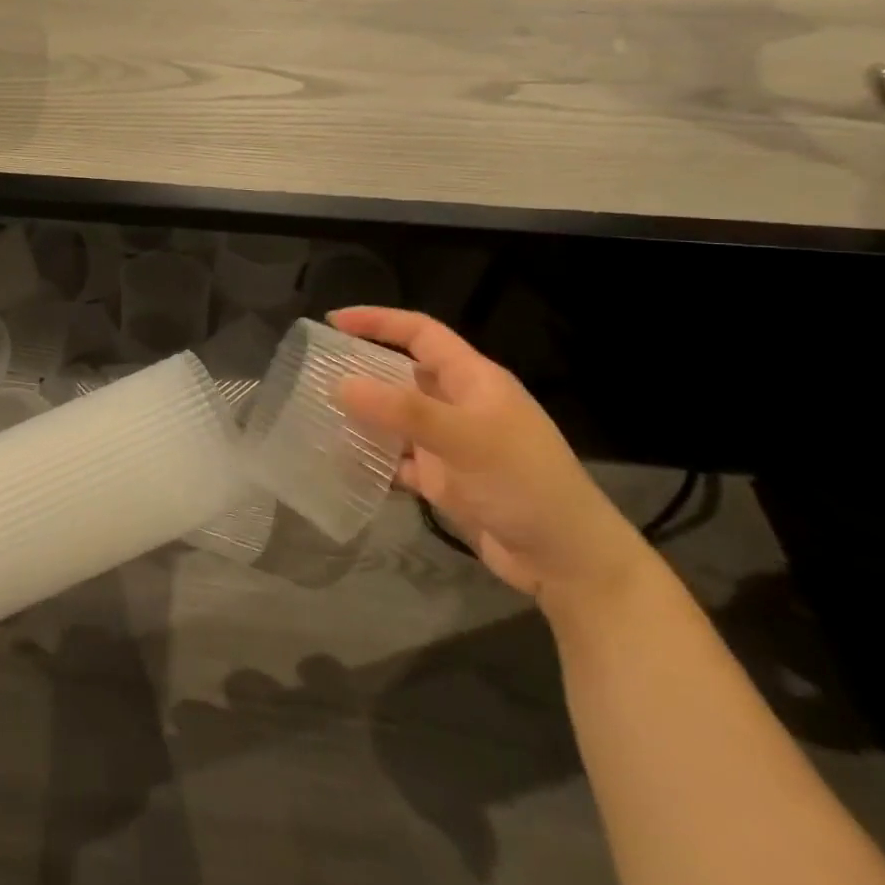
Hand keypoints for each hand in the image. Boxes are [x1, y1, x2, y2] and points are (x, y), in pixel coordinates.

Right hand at [329, 307, 649, 616]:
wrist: (569, 563)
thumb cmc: (524, 484)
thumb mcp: (465, 438)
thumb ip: (402, 411)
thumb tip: (341, 384)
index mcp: (473, 379)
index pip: (420, 333)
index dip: (379, 321)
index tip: (334, 321)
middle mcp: (459, 404)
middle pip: (403, 372)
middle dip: (362, 367)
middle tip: (316, 369)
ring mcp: (451, 444)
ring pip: (397, 417)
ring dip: (363, 414)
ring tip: (317, 411)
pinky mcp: (445, 479)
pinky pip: (399, 459)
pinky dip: (374, 458)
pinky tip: (343, 461)